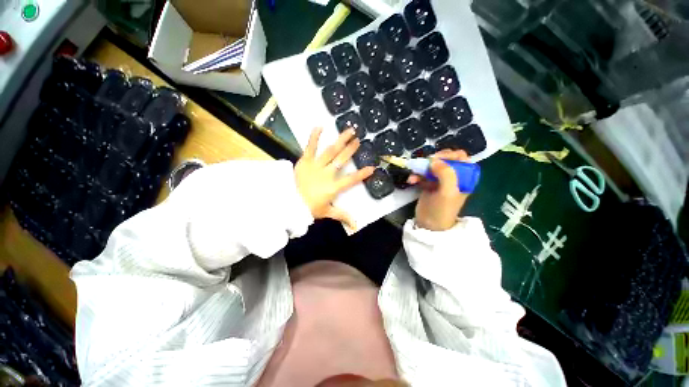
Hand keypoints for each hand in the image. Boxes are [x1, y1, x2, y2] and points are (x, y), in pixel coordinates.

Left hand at [295, 128, 374, 229]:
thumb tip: (356, 226)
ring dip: (341, 140)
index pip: (351, 180)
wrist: (289, 203)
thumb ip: (342, 216)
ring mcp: (316, 166)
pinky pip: (310, 147)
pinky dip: (314, 137)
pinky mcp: (305, 161)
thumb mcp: (327, 212)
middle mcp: (327, 174)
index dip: (362, 174)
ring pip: (331, 151)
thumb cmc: (308, 208)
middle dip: (351, 150)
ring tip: (349, 130)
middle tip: (359, 140)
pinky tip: (320, 126)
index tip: (372, 167)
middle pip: (341, 160)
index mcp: (333, 187)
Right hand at [408, 149, 470, 230]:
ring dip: (421, 168)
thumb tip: (434, 161)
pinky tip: (411, 180)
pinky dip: (416, 175)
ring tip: (414, 175)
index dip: (448, 155)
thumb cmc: (442, 209)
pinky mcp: (429, 184)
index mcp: (464, 177)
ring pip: (431, 166)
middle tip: (423, 165)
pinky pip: (422, 174)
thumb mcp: (448, 192)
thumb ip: (446, 173)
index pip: (460, 157)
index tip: (435, 159)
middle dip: (432, 161)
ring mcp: (440, 180)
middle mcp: (453, 176)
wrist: (429, 225)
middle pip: (444, 159)